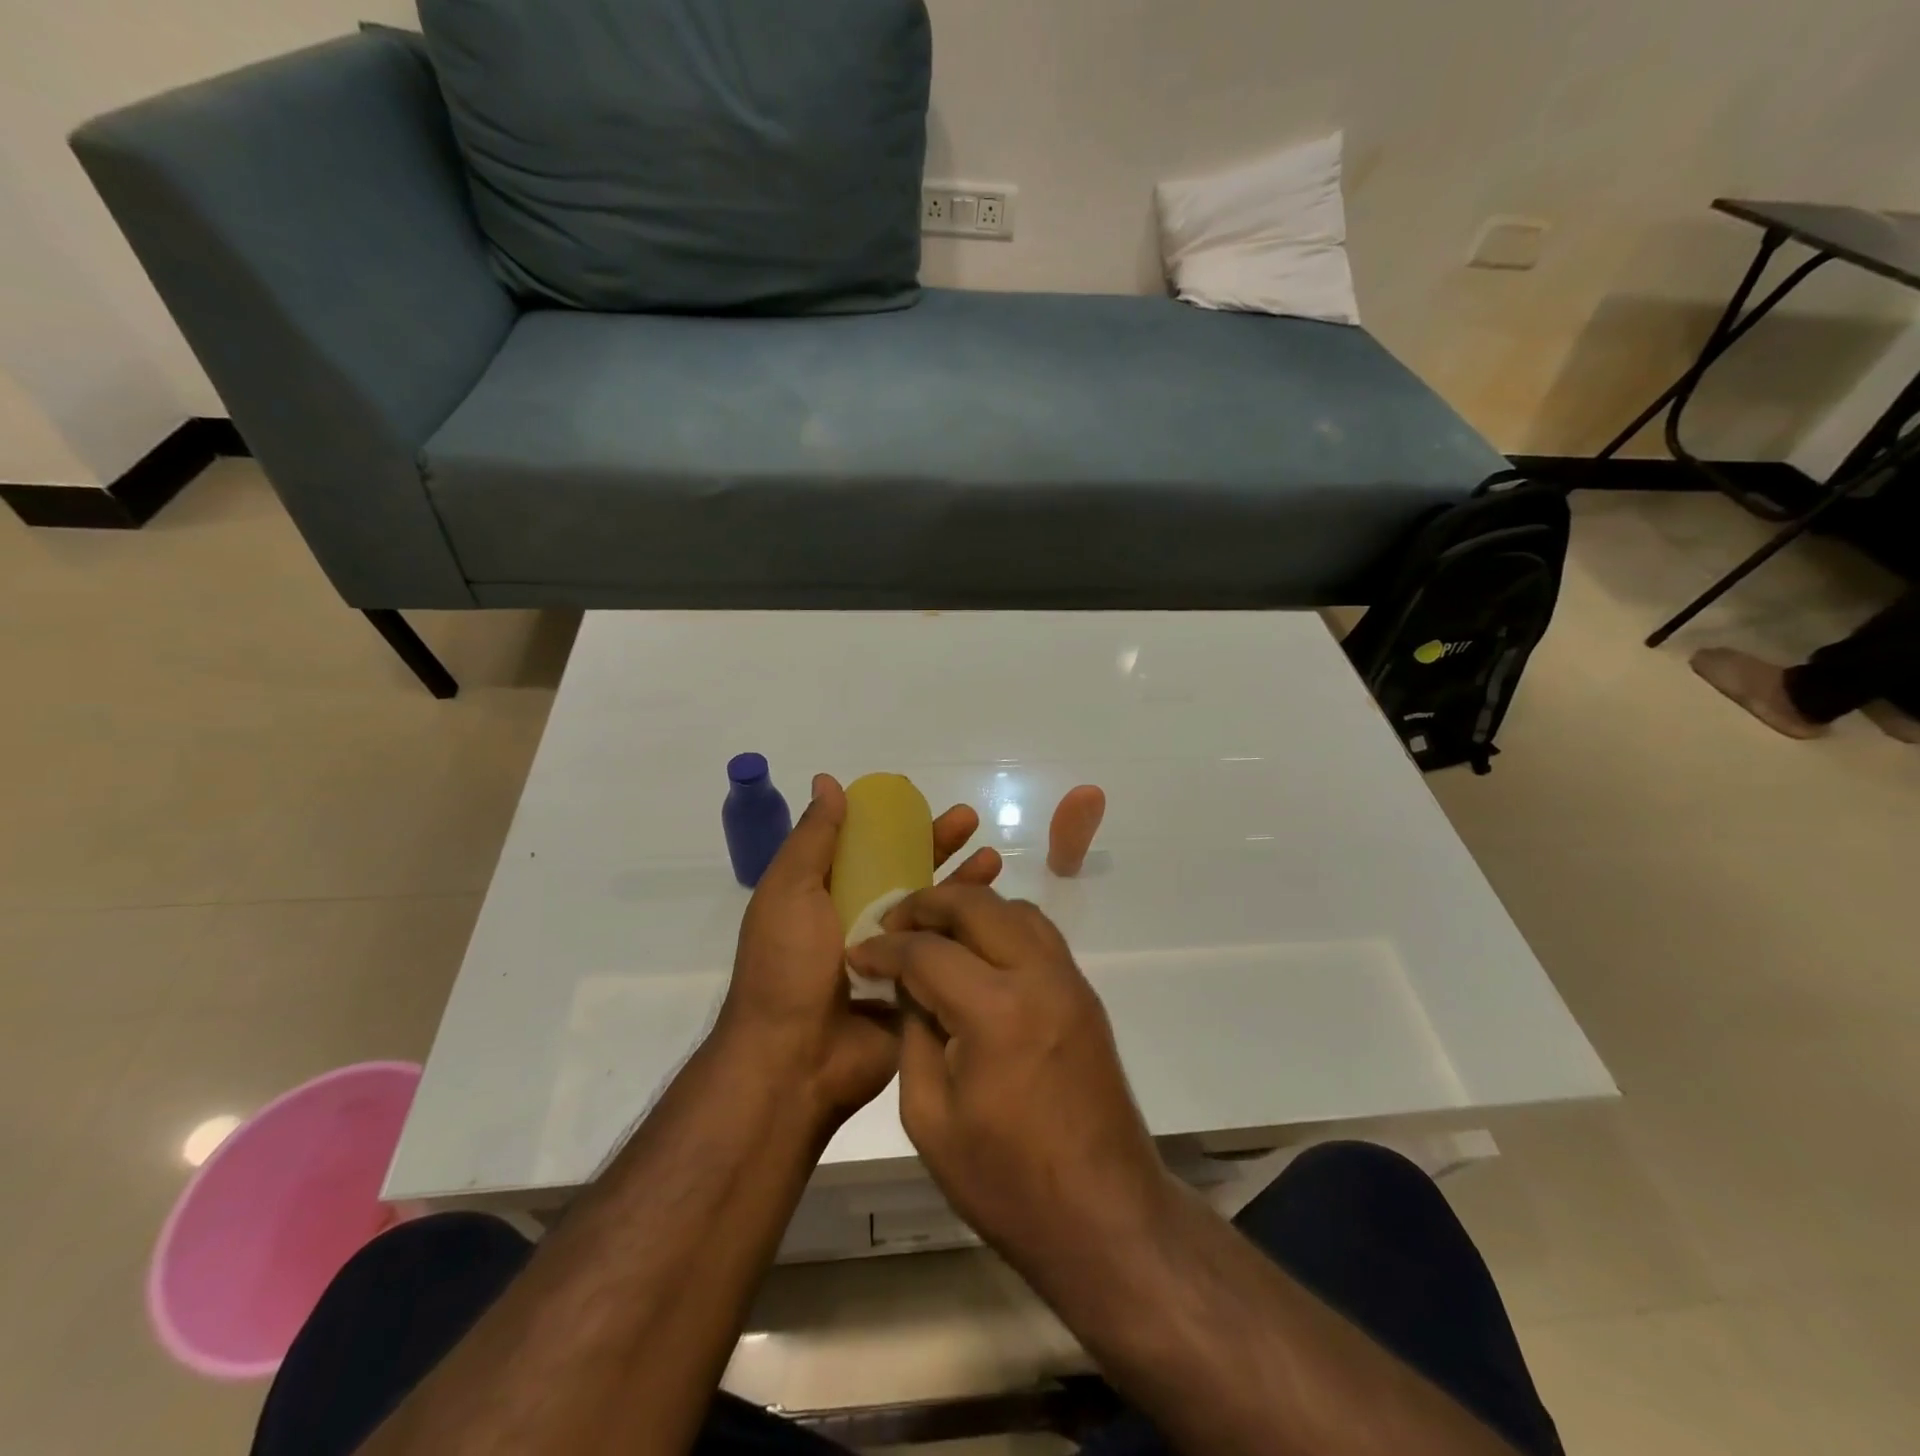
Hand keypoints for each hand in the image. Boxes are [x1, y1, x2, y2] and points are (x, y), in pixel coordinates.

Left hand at [717, 775, 1001, 1127]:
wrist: (794, 1060)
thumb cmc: (787, 965)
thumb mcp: (789, 891)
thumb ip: (813, 839)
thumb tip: (828, 782)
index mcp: (826, 896)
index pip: (867, 848)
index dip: (894, 824)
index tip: (922, 802)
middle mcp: (859, 922)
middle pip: (907, 873)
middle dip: (938, 845)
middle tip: (971, 821)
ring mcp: (891, 957)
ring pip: (933, 911)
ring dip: (962, 883)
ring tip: (994, 859)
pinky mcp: (917, 989)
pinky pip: (946, 953)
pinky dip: (969, 931)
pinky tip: (996, 911)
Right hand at [845, 886, 1173, 1265]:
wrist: (1105, 1215)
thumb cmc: (1007, 1182)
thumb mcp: (930, 1118)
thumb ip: (913, 1036)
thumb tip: (907, 987)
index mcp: (994, 1011)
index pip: (926, 950)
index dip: (884, 948)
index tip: (858, 953)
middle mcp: (1037, 976)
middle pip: (976, 904)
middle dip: (926, 904)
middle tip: (892, 926)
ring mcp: (1069, 980)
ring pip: (1014, 908)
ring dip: (969, 909)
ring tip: (933, 934)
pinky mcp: (1084, 994)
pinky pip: (1039, 934)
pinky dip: (1002, 927)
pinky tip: (977, 956)